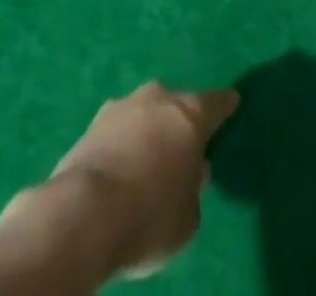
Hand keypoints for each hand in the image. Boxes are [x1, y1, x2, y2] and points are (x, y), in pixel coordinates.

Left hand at [0, 82, 238, 290]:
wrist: (83, 216)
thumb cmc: (150, 216)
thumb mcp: (187, 218)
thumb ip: (194, 188)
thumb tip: (192, 173)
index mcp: (192, 112)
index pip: (218, 102)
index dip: (226, 106)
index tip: (232, 103)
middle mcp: (160, 98)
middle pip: (176, 104)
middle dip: (179, 122)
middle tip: (180, 147)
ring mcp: (121, 107)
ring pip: (142, 114)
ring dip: (145, 131)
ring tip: (143, 162)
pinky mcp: (89, 126)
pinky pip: (115, 133)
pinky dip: (119, 146)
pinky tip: (116, 172)